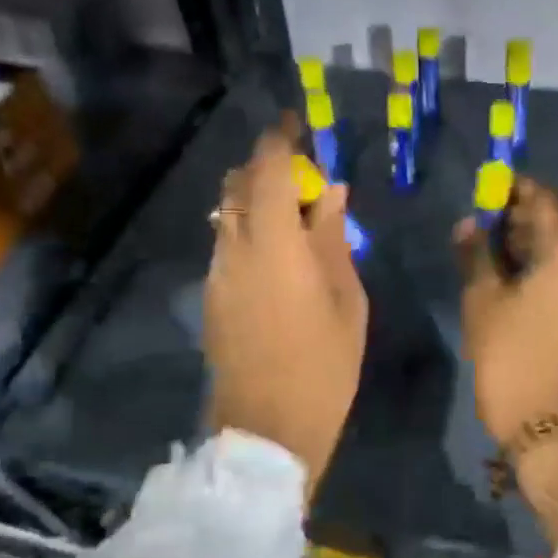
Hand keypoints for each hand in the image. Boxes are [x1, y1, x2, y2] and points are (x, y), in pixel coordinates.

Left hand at [205, 120, 367, 496]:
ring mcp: (216, 275)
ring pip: (228, 216)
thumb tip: (330, 192)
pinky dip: (249, 232)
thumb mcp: (346, 299)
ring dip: (257, 203)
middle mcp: (234, 250)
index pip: (267, 171)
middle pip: (237, 186)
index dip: (280, 143)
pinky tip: (280, 258)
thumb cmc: (324, 365)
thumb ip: (333, 238)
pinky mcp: (211, 298)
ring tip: (297, 221)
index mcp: (273, 245)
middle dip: (267, 169)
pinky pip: (226, 245)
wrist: (266, 430)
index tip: (298, 128)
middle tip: (305, 181)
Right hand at [457, 180, 557, 546]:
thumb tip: (470, 224)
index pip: (545, 203)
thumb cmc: (511, 358)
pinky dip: (544, 270)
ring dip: (531, 246)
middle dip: (521, 220)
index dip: (516, 191)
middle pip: (557, 227)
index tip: (489, 187)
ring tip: (492, 250)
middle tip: (483, 221)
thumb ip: (476, 254)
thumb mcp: (483, 302)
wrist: (550, 428)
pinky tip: (514, 278)